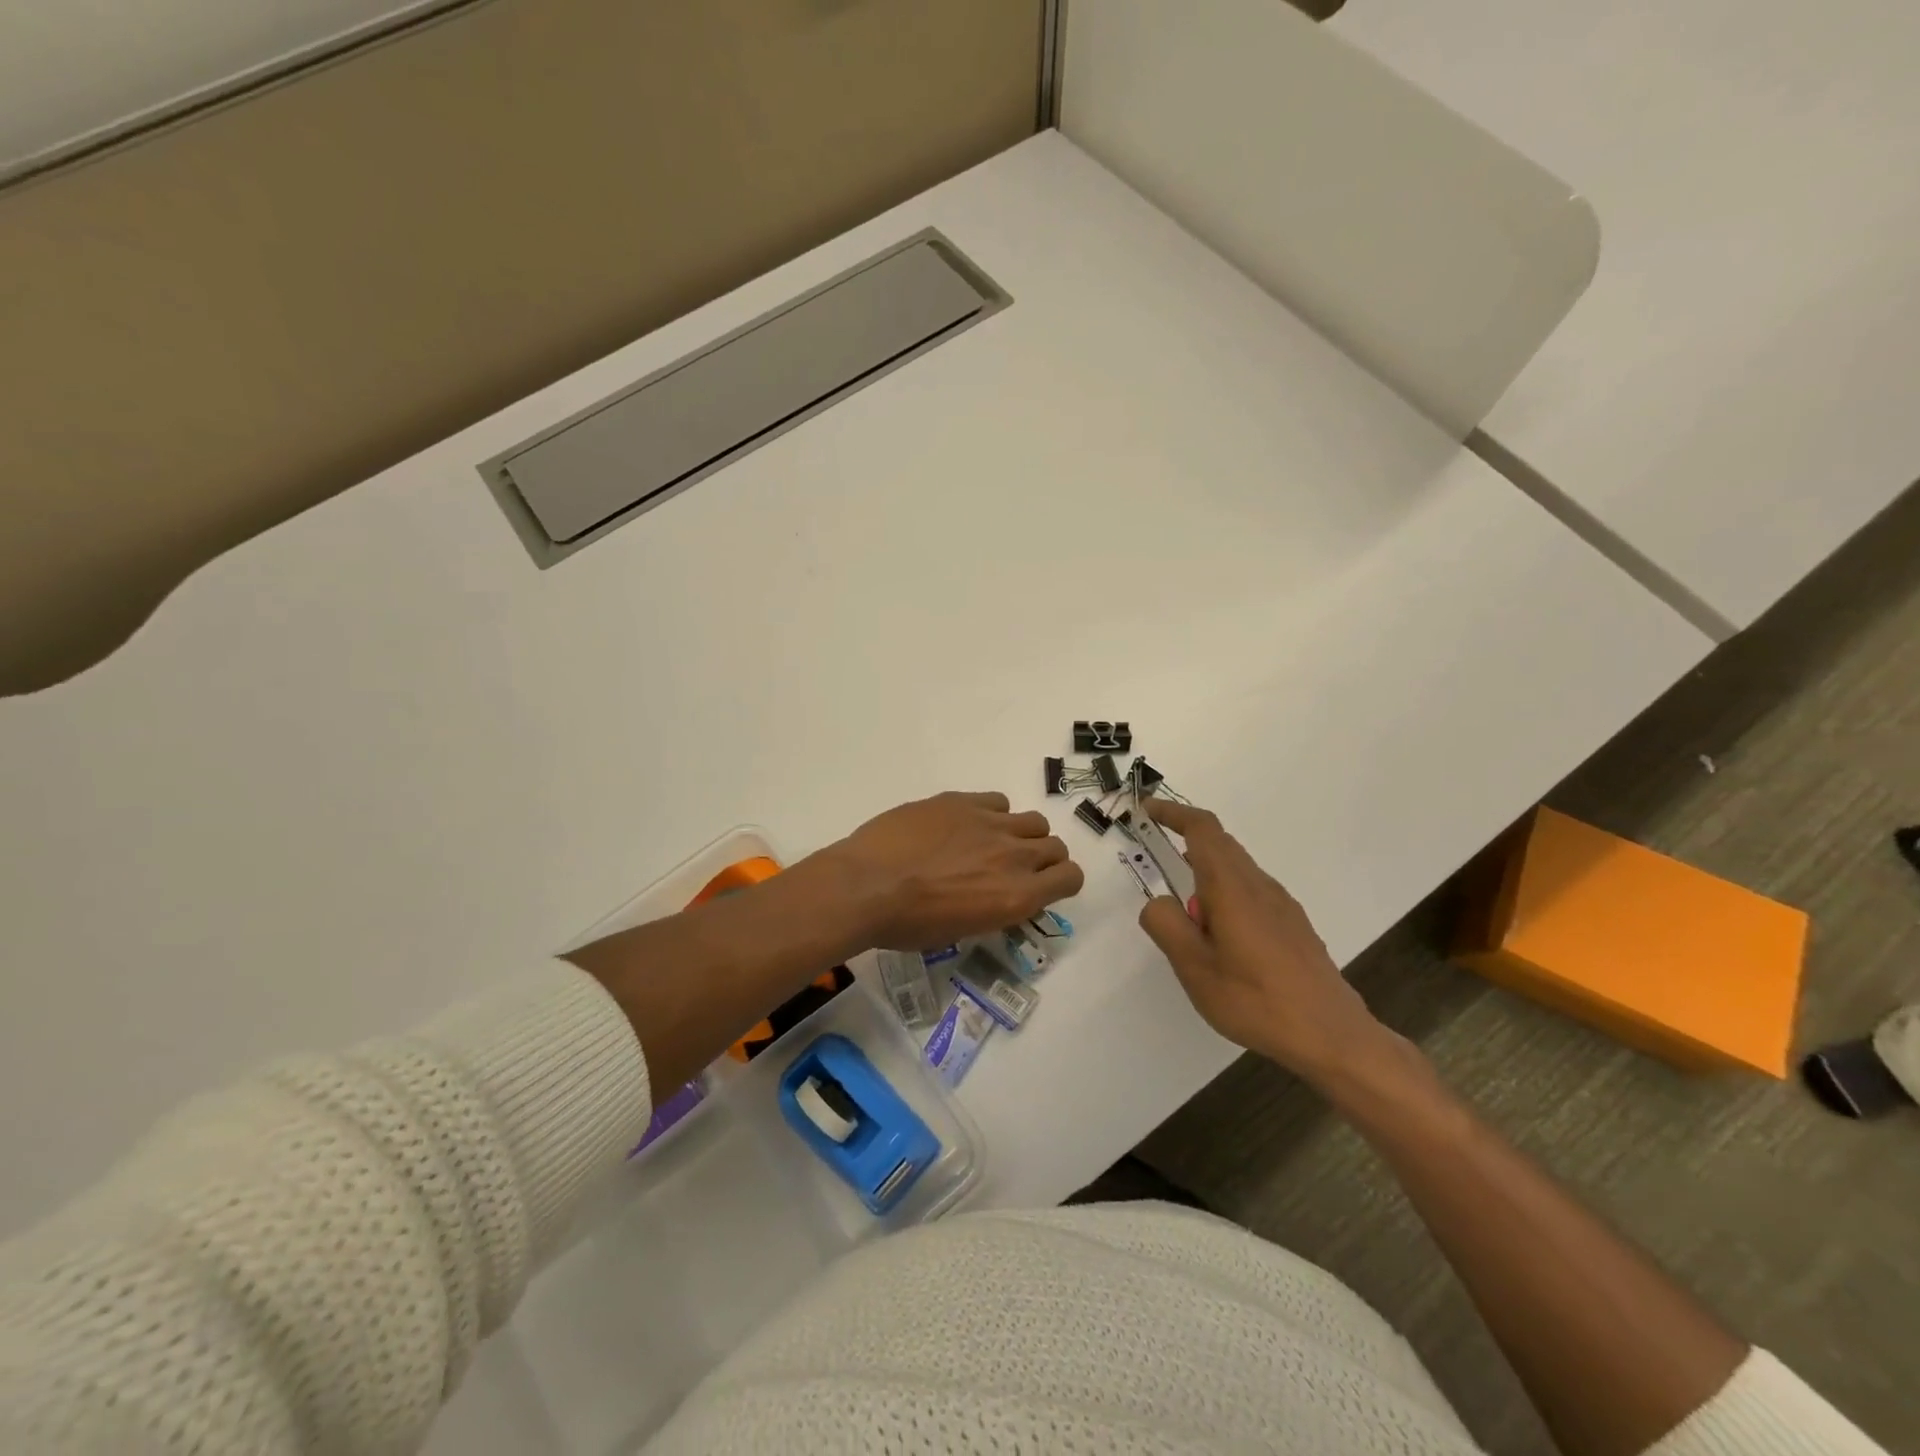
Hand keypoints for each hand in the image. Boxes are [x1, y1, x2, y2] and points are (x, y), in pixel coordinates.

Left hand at [812, 791, 1083, 951]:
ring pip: (1032, 820)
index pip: (1070, 878)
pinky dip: (992, 813)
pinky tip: (966, 824)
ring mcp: (989, 822)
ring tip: (992, 843)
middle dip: (1044, 858)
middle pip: (1056, 846)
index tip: (1045, 886)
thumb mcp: (962, 930)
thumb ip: (996, 908)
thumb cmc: (909, 924)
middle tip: (1017, 867)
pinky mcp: (963, 801)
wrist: (866, 886)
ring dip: (1021, 833)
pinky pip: (998, 801)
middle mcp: (1014, 856)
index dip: (1062, 881)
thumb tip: (1002, 894)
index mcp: (1017, 896)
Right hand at [1138, 799, 1389, 1088]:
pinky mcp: (1293, 924)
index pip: (1203, 829)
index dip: (1174, 813)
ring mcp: (1281, 904)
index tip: (1147, 810)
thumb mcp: (1194, 968)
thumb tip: (1159, 901)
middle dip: (1185, 840)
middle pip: (1220, 844)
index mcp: (1232, 888)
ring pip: (1236, 869)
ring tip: (1187, 918)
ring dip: (1205, 874)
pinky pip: (1250, 891)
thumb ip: (1167, 926)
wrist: (1333, 1035)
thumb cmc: (1256, 1001)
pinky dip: (1224, 894)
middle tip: (1155, 859)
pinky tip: (1221, 937)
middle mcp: (1259, 885)